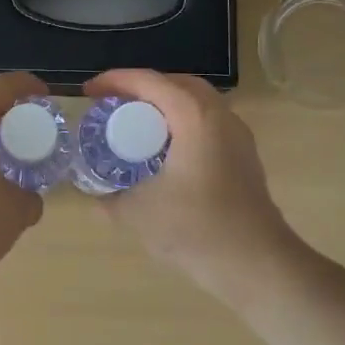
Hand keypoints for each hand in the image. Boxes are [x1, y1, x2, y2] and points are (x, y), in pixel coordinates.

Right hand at [82, 69, 300, 302]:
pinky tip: (163, 152)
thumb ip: (111, 199)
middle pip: (177, 85)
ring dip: (165, 106)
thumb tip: (96, 196)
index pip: (150, 82)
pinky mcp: (243, 158)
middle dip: (142, 88)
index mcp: (195, 118)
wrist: (257, 265)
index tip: (88, 92)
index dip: (115, 80)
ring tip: (135, 124)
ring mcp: (238, 137)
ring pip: (197, 104)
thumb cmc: (196, 229)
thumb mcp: (138, 213)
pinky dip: (181, 125)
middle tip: (113, 103)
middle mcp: (220, 117)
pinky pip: (207, 125)